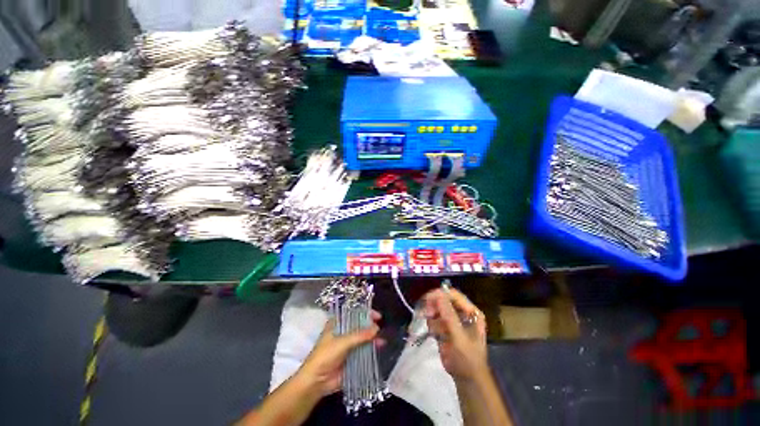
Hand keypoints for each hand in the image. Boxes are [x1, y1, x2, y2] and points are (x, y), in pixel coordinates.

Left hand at [297, 311, 381, 395]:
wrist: (316, 382)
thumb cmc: (325, 356)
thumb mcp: (342, 342)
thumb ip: (360, 335)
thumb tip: (376, 328)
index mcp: (338, 324)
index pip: (353, 313)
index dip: (365, 313)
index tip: (376, 316)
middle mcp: (343, 332)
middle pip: (359, 325)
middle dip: (370, 326)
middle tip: (380, 327)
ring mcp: (348, 345)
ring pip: (363, 338)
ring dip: (372, 338)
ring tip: (382, 339)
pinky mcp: (352, 357)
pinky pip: (364, 350)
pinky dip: (371, 348)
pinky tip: (380, 347)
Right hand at [423, 288, 487, 381]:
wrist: (466, 379)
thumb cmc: (468, 358)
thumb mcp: (459, 337)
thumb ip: (449, 316)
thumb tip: (438, 295)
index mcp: (471, 311)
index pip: (453, 295)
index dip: (440, 294)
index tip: (427, 299)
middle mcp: (462, 312)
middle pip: (444, 299)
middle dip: (434, 305)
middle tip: (428, 314)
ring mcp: (453, 319)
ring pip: (437, 308)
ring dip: (432, 317)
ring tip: (435, 331)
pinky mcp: (445, 327)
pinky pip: (434, 319)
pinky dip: (432, 324)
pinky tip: (435, 335)